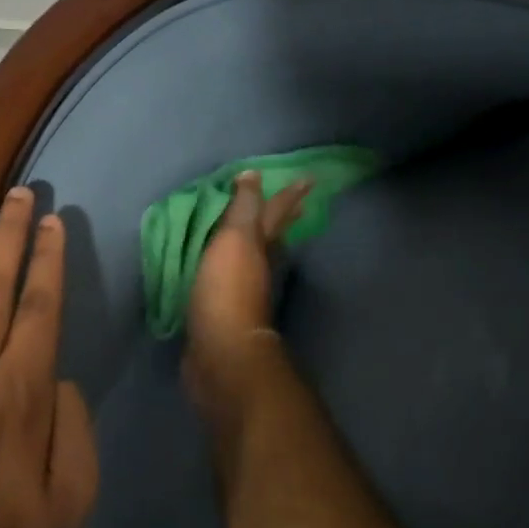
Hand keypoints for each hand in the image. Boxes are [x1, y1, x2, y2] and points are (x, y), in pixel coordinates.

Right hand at [184, 171, 308, 410]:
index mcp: (262, 247)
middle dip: (283, 219)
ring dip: (259, 244)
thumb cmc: (227, 291)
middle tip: (297, 204)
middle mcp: (260, 268)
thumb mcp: (235, 241)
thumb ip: (243, 209)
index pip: (277, 213)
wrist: (220, 352)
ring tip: (259, 233)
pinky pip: (229, 282)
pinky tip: (224, 270)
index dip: (289, 195)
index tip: (308, 179)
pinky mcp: (224, 314)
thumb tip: (253, 175)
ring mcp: (244, 293)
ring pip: (256, 259)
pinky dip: (230, 270)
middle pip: (274, 237)